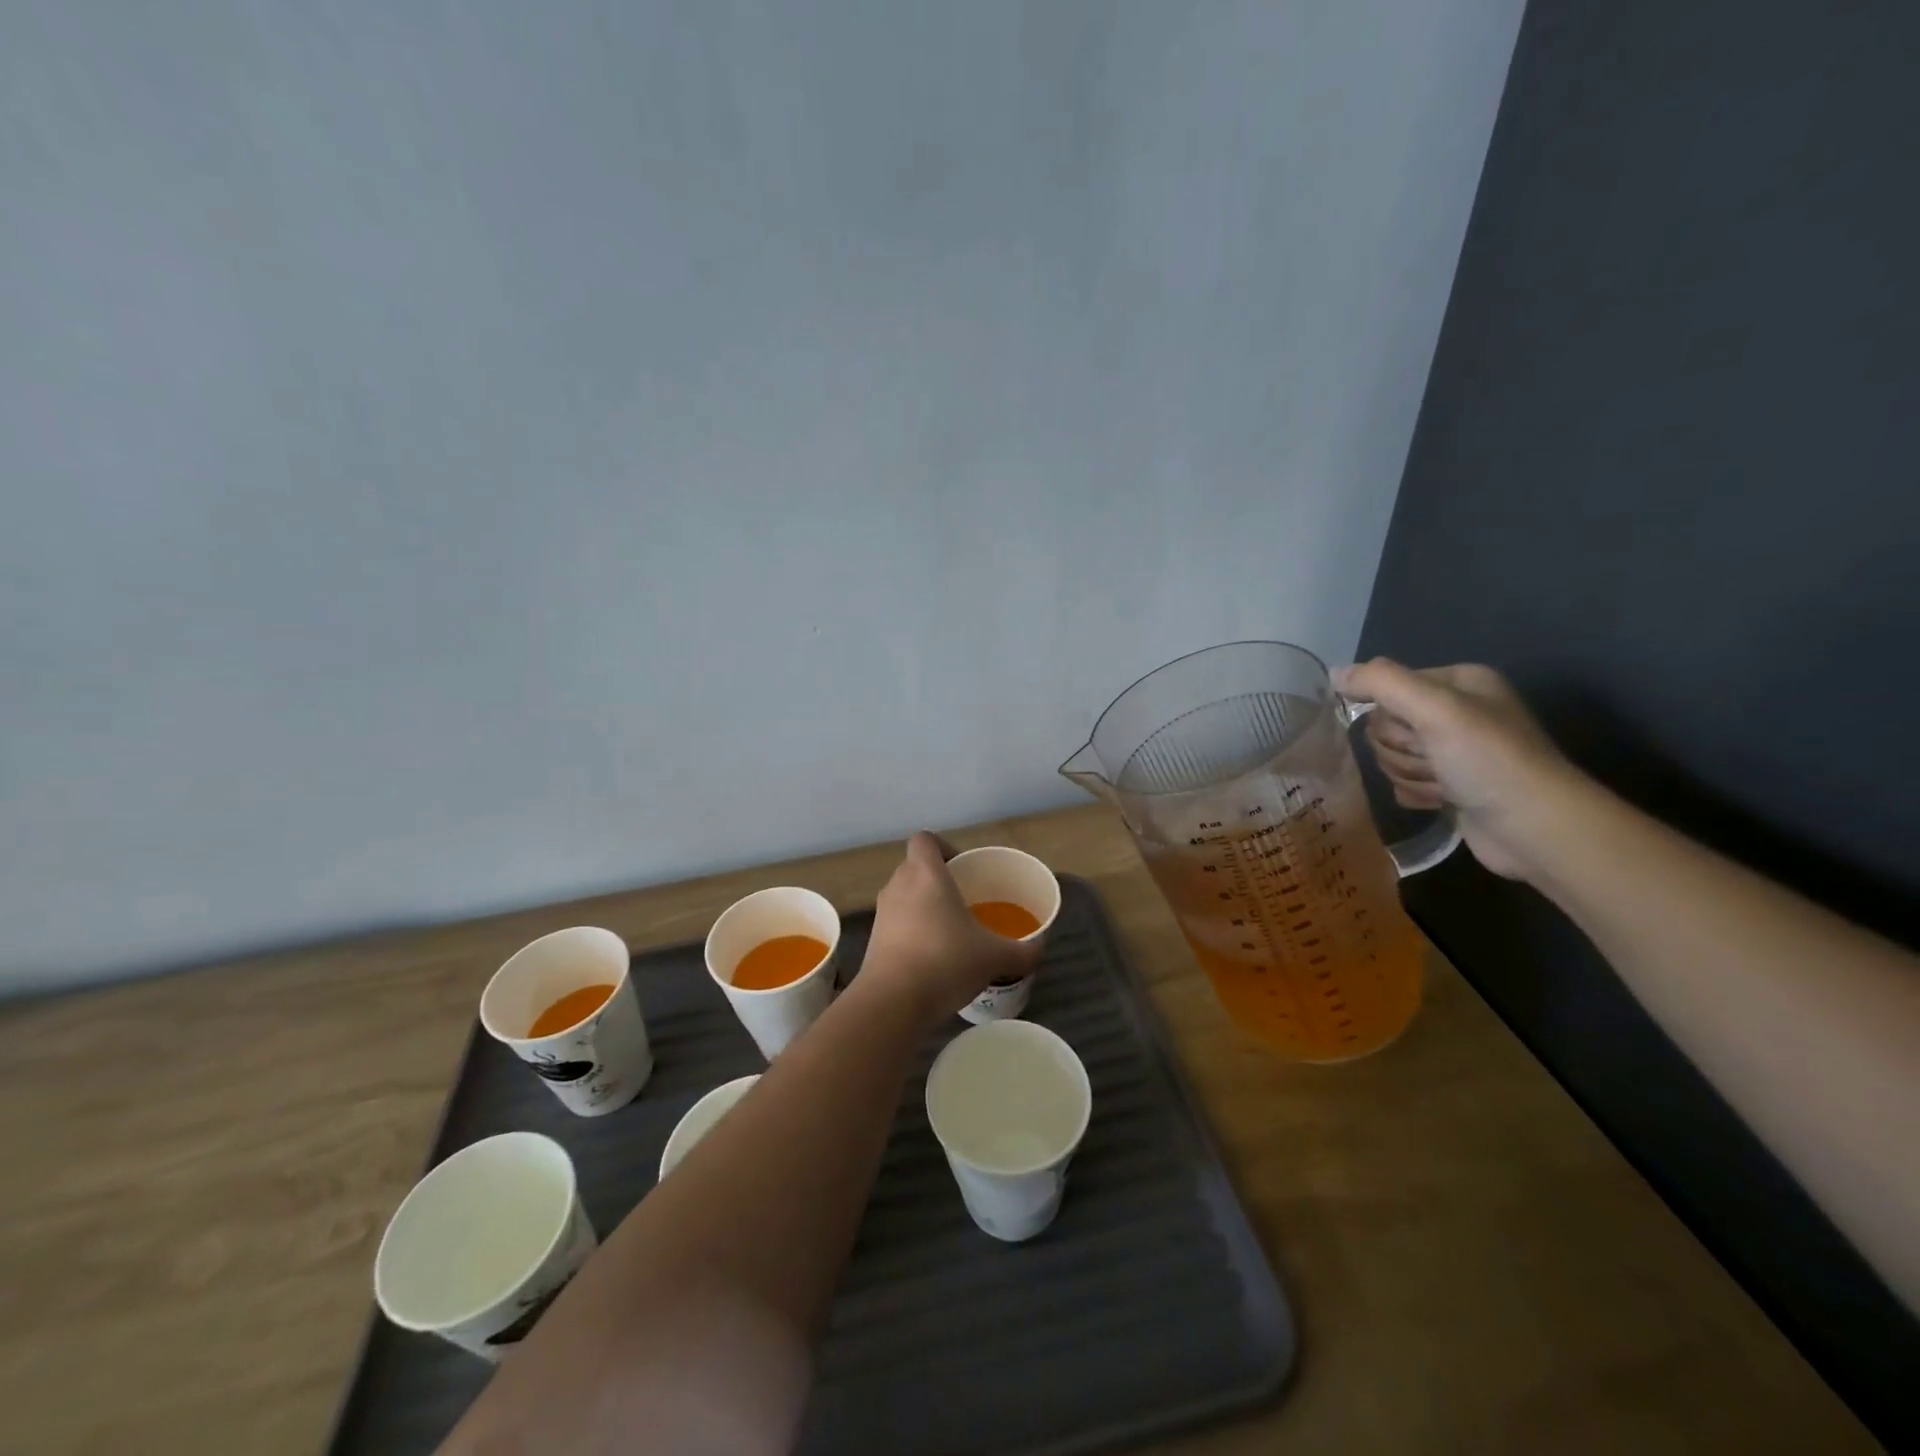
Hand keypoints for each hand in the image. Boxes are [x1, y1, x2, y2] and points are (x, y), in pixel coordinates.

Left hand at [860, 833, 1043, 1023]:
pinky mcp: (874, 940)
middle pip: (915, 867)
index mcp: (925, 874)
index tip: (964, 869)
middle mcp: (898, 885)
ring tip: (951, 932)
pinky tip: (934, 958)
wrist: (892, 1003)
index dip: (943, 847)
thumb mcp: (995, 957)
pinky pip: (896, 923)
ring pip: (905, 896)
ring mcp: (882, 913)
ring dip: (924, 907)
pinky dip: (912, 932)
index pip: (925, 840)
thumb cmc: (946, 962)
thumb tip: (1039, 949)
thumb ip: (1022, 951)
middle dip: (938, 880)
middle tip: (965, 901)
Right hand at [1336, 659, 1584, 881]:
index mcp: (1459, 682)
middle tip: (1435, 761)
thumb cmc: (1488, 761)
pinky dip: (1417, 793)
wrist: (1535, 829)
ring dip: (1411, 774)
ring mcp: (1453, 750)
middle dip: (1403, 750)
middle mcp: (1456, 711)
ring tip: (1446, 786)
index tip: (1419, 733)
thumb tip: (1334, 673)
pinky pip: (1404, 782)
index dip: (1393, 716)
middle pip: (1386, 725)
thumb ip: (1381, 683)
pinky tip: (1442, 801)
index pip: (1387, 688)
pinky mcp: (1450, 784)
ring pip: (1393, 756)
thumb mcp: (1435, 709)